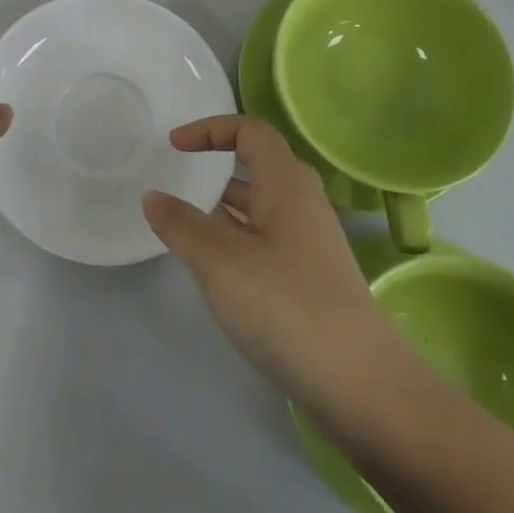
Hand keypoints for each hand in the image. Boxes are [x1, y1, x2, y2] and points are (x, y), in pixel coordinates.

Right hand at [143, 115, 402, 422]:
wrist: (360, 384)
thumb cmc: (285, 306)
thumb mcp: (219, 261)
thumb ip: (180, 224)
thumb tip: (153, 197)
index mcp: (287, 184)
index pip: (251, 130)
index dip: (210, 128)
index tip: (174, 145)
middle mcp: (303, 203)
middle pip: (258, 165)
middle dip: (216, 167)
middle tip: (180, 181)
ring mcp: (311, 242)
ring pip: (262, 205)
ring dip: (224, 206)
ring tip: (186, 223)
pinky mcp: (311, 276)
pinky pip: (267, 238)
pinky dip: (237, 237)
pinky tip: (215, 265)